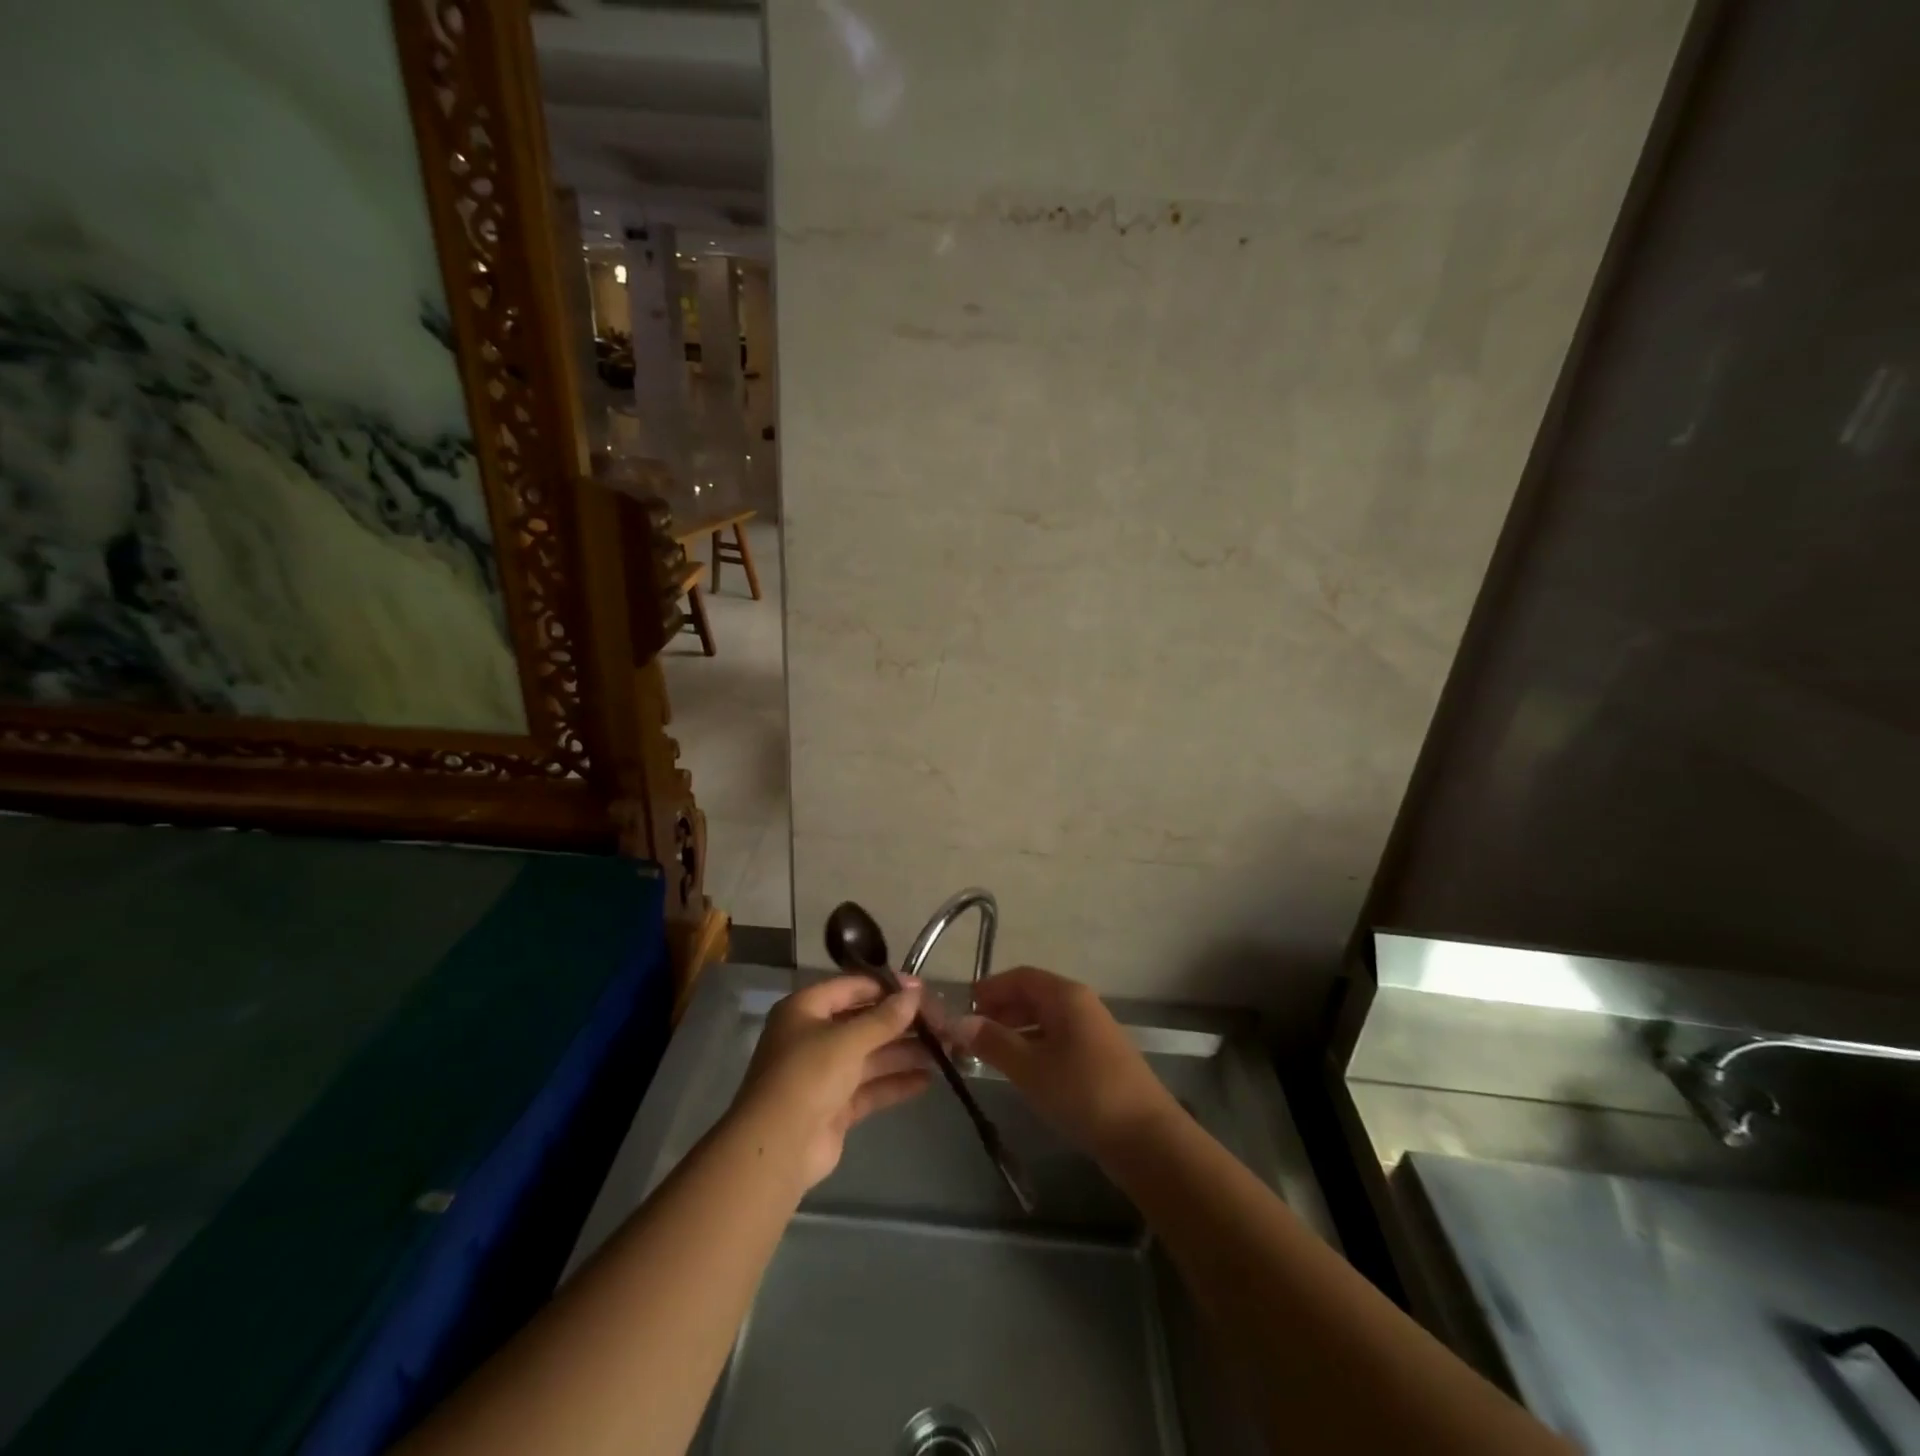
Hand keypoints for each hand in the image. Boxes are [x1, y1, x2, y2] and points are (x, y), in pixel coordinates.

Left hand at [730, 974, 932, 1189]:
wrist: (777, 1149)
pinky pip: (870, 1087)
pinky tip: (928, 1079)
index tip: (923, 992)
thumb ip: (884, 1018)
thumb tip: (915, 993)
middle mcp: (813, 1037)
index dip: (887, 988)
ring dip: (904, 1052)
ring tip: (944, 1051)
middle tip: (941, 1023)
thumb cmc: (807, 1077)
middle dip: (902, 1023)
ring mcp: (824, 1074)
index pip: (852, 987)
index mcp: (805, 1009)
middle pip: (864, 1022)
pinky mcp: (835, 1106)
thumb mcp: (847, 1040)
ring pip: (871, 1056)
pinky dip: (896, 1082)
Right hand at [958, 966, 1179, 1159]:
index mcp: (1066, 995)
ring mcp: (1093, 1030)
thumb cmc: (1082, 1092)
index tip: (963, 1007)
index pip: (1021, 977)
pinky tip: (1022, 1069)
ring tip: (988, 1053)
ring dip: (1016, 1030)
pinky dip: (1034, 1045)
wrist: (1146, 1137)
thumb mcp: (1029, 1067)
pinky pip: (1058, 1038)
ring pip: (1046, 1019)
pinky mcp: (1100, 1057)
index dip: (990, 988)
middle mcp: (1081, 1004)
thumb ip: (993, 1042)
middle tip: (970, 1034)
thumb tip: (958, 1022)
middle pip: (1033, 995)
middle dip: (1000, 1010)